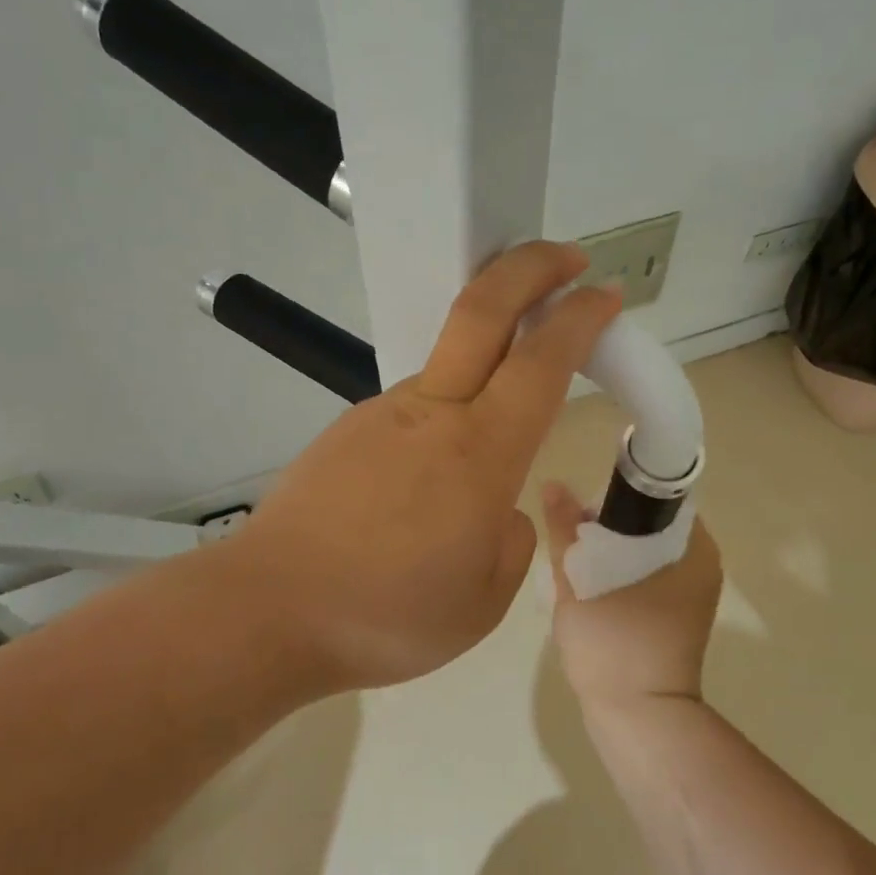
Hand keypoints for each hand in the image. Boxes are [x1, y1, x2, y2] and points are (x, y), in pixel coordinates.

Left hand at [230, 242, 621, 694]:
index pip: (542, 360)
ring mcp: (381, 414)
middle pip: (481, 310)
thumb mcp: (483, 600)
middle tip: (568, 258)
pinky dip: (440, 423)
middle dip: (530, 268)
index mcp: (480, 453)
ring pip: (447, 368)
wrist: (269, 611)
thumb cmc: (388, 616)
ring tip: (489, 443)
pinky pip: (412, 413)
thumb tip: (499, 510)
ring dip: (485, 365)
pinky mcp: (347, 429)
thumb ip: (510, 541)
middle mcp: (432, 413)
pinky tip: (423, 486)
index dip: (580, 318)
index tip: (606, 295)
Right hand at [540, 482, 723, 711]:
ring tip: (573, 557)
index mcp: (694, 549)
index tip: (585, 505)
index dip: (619, 493)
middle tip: (571, 532)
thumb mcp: (581, 580)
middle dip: (609, 524)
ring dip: (610, 551)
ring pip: (645, 554)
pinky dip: (618, 574)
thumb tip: (554, 484)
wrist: (638, 719)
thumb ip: (565, 530)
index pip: (661, 499)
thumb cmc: (615, 642)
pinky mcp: (675, 620)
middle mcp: (701, 567)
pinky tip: (588, 584)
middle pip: (651, 526)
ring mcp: (691, 597)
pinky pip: (646, 579)